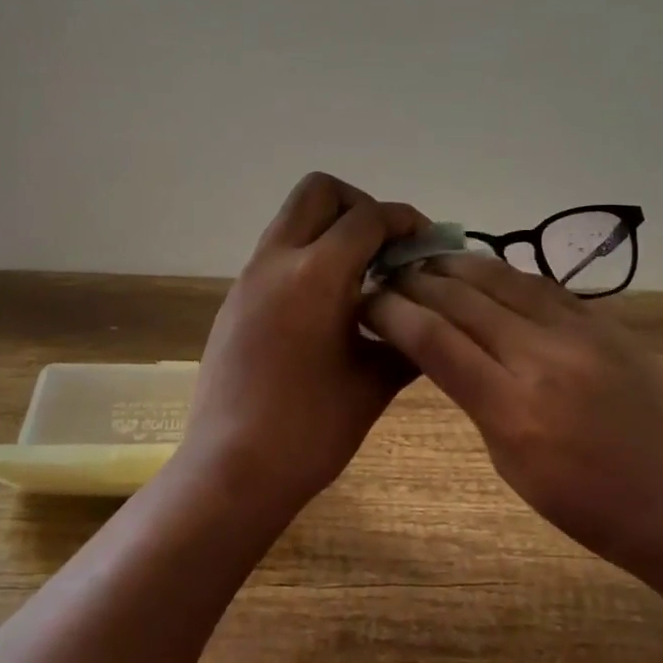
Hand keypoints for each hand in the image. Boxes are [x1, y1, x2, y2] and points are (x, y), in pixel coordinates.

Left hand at [186, 173, 426, 513]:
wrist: (232, 470)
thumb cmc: (310, 430)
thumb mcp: (375, 382)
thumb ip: (409, 336)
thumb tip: (431, 311)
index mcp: (315, 274)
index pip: (368, 216)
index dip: (405, 220)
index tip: (428, 243)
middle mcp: (276, 261)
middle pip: (319, 191)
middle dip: (360, 206)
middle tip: (385, 249)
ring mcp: (249, 279)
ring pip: (293, 219)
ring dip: (331, 231)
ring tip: (362, 278)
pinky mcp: (235, 301)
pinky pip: (277, 253)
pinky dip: (309, 257)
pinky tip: (328, 307)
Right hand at [364, 254, 662, 589]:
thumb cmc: (588, 508)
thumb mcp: (512, 466)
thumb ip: (476, 400)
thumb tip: (445, 350)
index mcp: (512, 408)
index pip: (434, 340)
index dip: (392, 312)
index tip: (366, 301)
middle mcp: (543, 357)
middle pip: (463, 299)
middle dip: (416, 282)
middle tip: (389, 274)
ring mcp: (580, 333)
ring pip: (503, 279)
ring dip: (457, 266)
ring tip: (427, 260)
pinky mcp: (607, 323)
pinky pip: (543, 286)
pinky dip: (505, 274)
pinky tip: (486, 272)